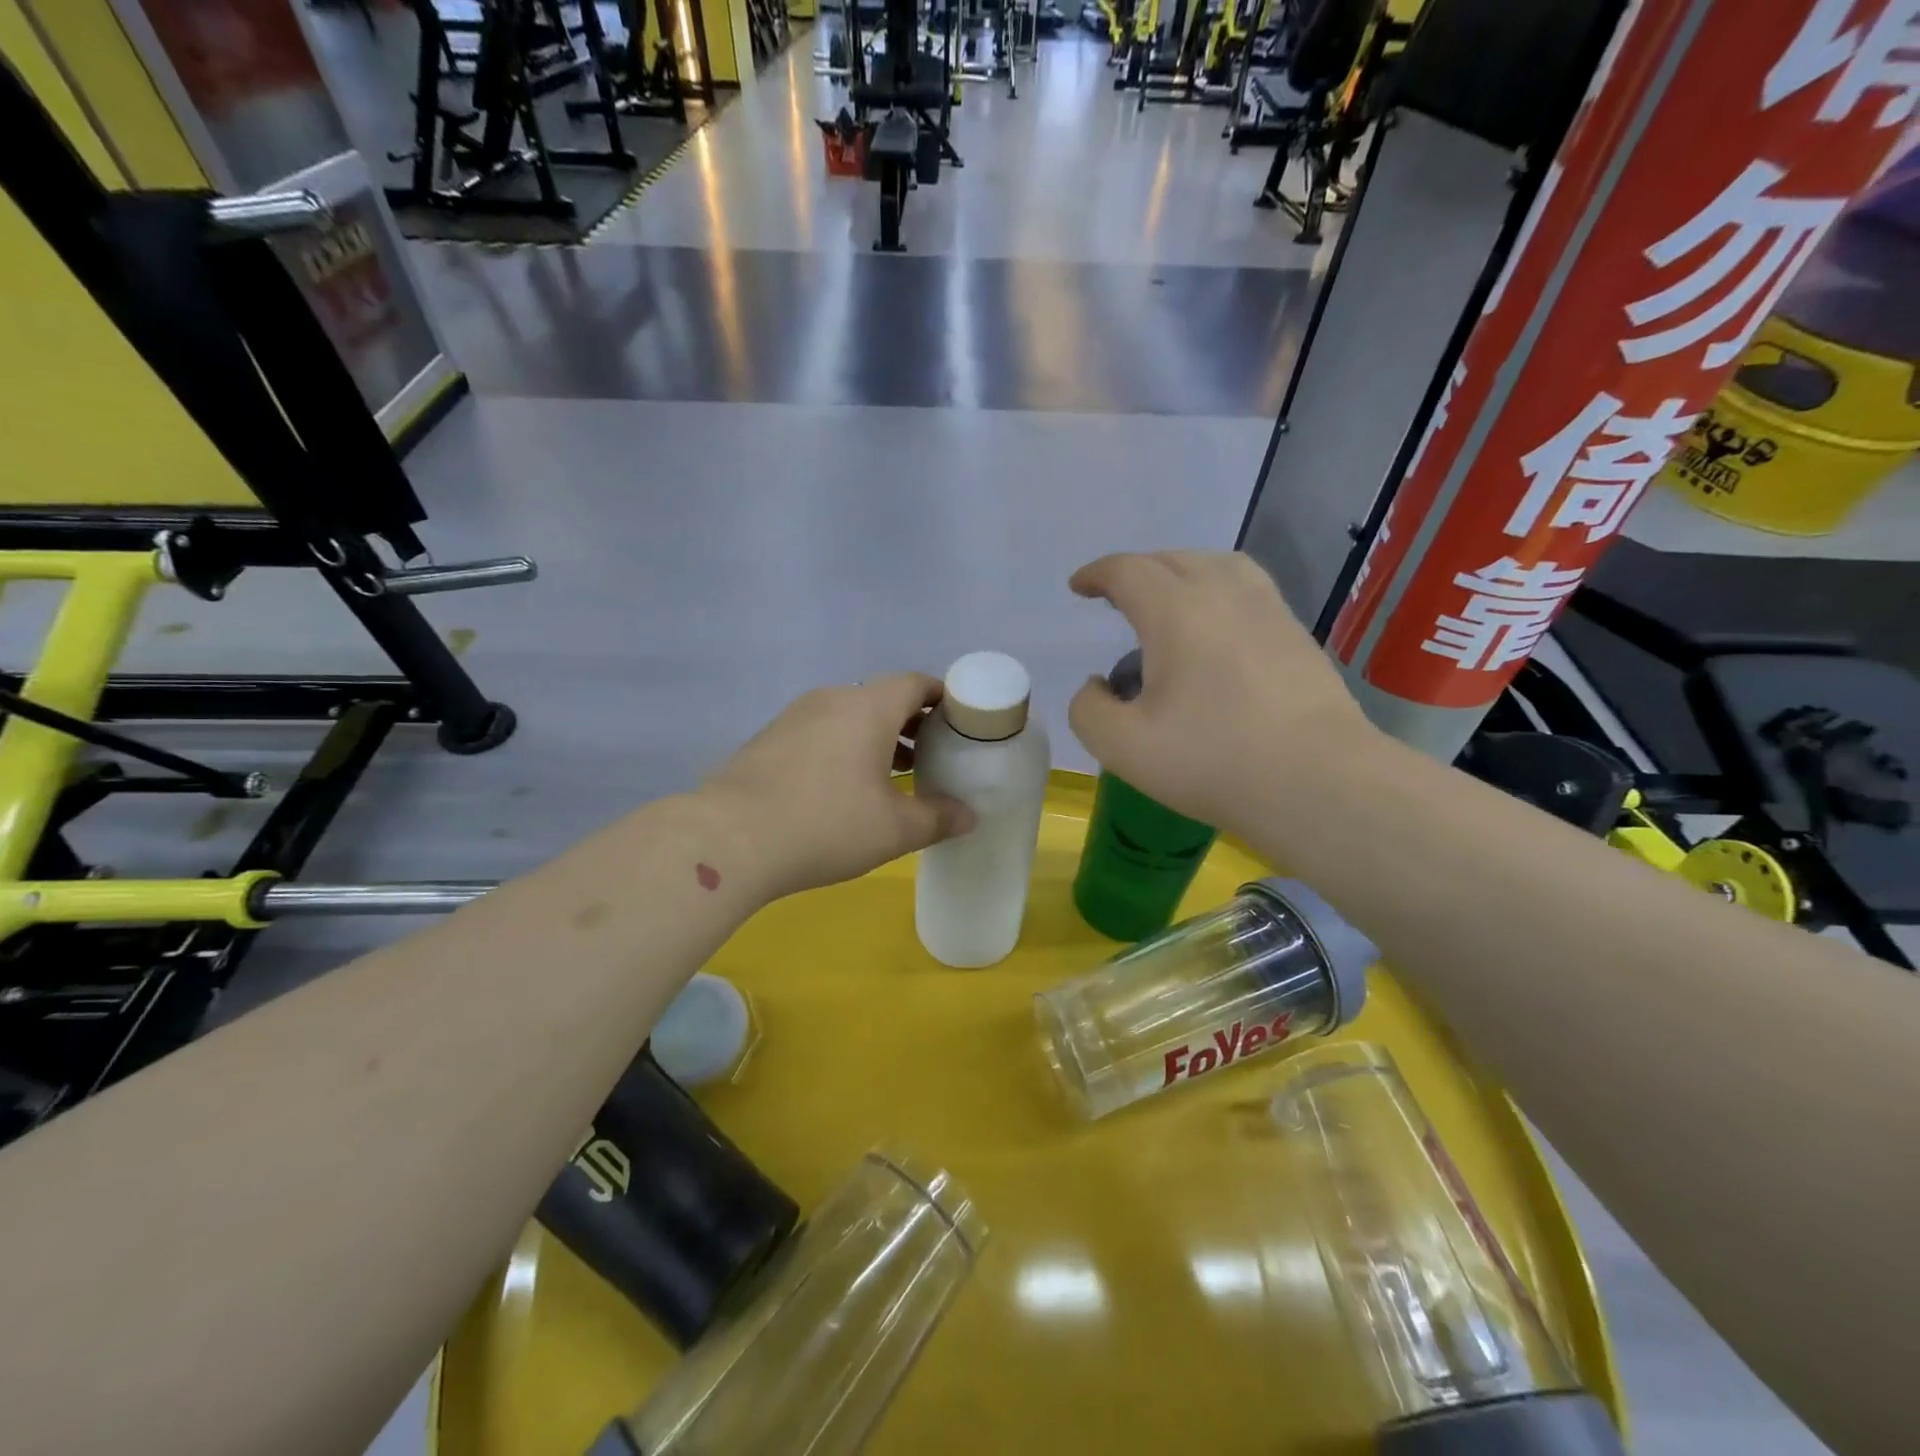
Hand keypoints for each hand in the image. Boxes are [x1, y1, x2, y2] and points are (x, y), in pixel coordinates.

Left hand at [702, 675, 975, 900]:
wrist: (731, 839)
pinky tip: (844, 787)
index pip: (916, 683)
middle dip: (912, 723)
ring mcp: (795, 716)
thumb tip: (970, 816)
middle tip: (933, 755)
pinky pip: (821, 731)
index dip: (943, 698)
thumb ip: (938, 818)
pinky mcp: (769, 739)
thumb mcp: (894, 829)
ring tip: (895, 774)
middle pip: (883, 698)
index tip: (961, 723)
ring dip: (877, 738)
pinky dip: (844, 748)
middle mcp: (832, 699)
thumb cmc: (827, 825)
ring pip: (849, 716)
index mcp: (869, 707)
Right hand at [1067, 551, 1379, 838]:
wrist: (1318, 781)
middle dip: (1136, 571)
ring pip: (1217, 566)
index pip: (1128, 571)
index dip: (1097, 573)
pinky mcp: (1296, 634)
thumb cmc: (1213, 760)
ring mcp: (1268, 610)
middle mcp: (1224, 593)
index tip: (1079, 587)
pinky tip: (1216, 630)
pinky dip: (1217, 592)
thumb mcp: (1123, 747)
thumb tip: (1098, 686)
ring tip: (1168, 602)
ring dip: (1181, 573)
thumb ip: (1089, 710)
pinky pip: (1247, 590)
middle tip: (1116, 598)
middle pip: (1173, 559)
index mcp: (1176, 610)